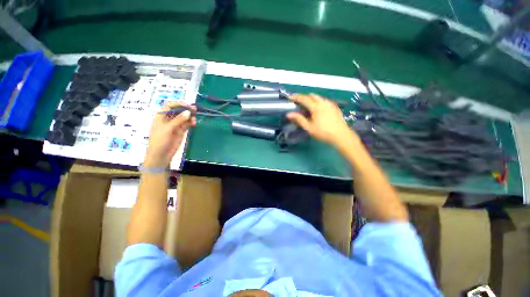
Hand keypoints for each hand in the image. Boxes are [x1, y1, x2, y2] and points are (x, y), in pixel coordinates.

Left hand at [144, 103, 195, 166]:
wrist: (161, 155)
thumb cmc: (160, 140)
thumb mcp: (167, 129)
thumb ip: (178, 120)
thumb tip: (188, 112)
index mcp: (161, 116)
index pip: (169, 106)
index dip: (178, 104)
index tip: (187, 105)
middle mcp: (168, 119)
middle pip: (178, 111)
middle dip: (186, 110)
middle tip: (195, 110)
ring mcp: (175, 125)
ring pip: (184, 118)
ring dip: (189, 117)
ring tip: (195, 118)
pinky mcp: (181, 131)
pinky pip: (187, 124)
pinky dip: (191, 123)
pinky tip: (194, 123)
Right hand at [287, 94, 357, 147]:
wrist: (341, 135)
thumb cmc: (323, 133)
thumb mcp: (309, 128)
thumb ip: (299, 119)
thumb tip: (288, 114)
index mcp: (316, 107)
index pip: (304, 99)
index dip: (296, 97)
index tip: (290, 97)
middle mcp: (323, 102)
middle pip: (312, 95)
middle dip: (304, 97)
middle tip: (298, 101)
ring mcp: (330, 104)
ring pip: (319, 97)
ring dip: (311, 99)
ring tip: (307, 105)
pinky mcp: (335, 107)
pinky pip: (324, 101)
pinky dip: (318, 101)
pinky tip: (317, 109)